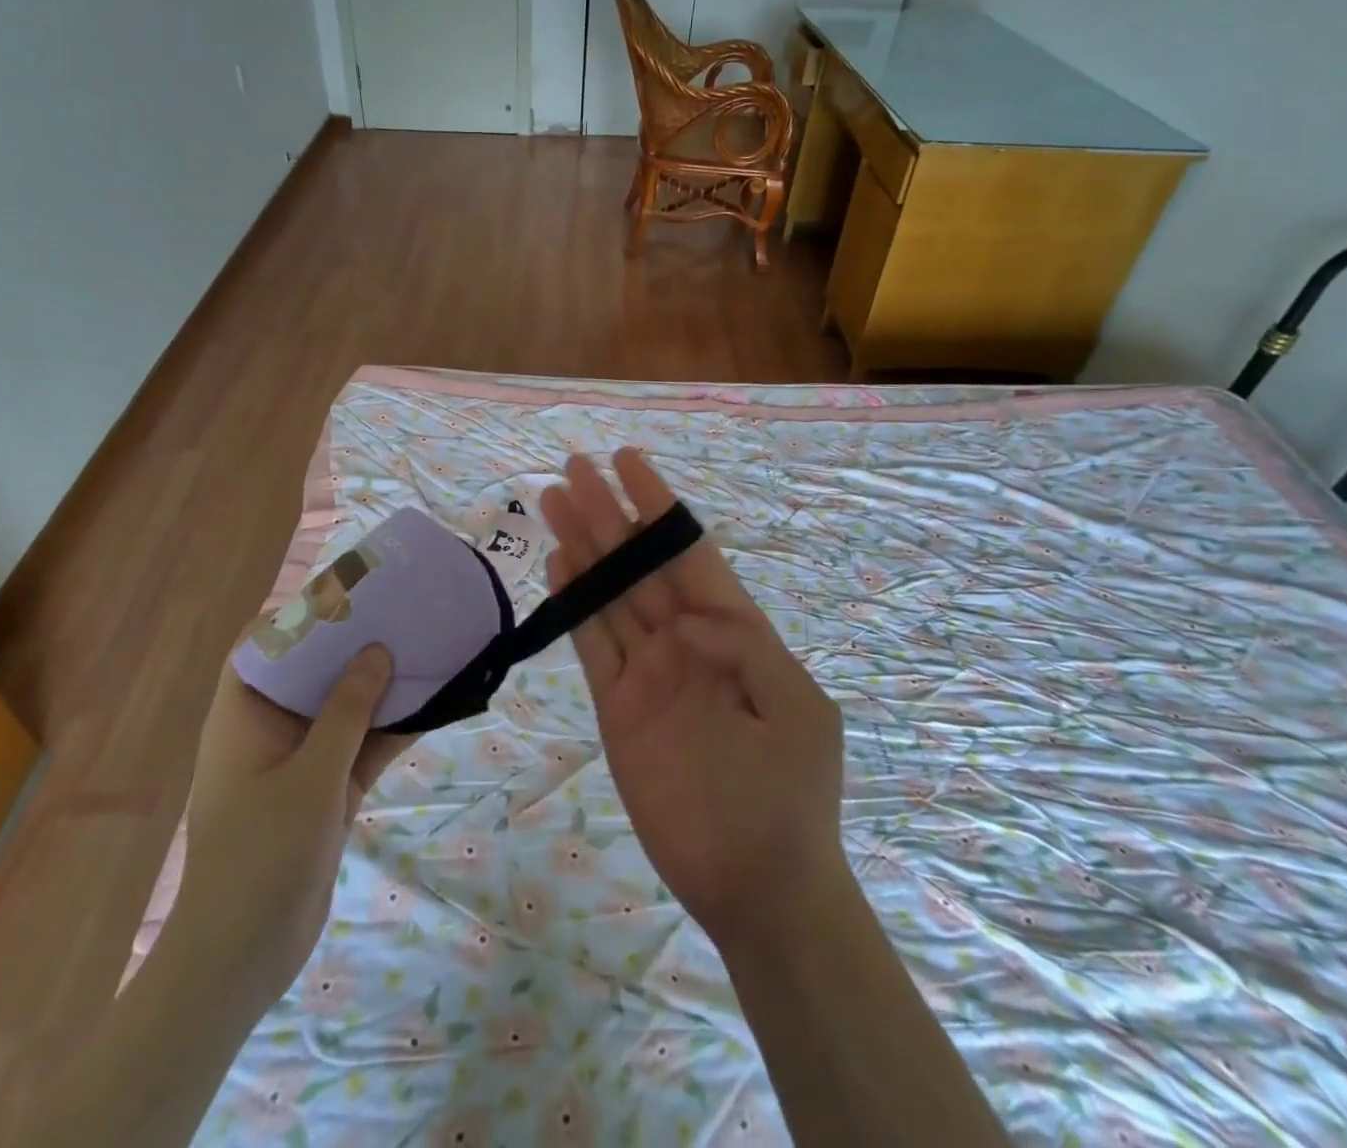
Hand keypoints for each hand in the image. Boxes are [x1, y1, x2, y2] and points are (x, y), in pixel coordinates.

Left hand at [176, 647, 413, 1003]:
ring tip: (425, 649)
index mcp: (243, 716)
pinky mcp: (326, 791)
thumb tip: (377, 650)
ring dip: (379, 686)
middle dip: (352, 645)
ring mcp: (300, 761)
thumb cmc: (261, 857)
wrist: (243, 961)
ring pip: (343, 708)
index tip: (346, 596)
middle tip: (399, 614)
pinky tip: (433, 706)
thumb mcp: (310, 777)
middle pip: (311, 671)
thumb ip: (346, 711)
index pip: (261, 645)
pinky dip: (391, 729)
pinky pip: (362, 746)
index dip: (297, 615)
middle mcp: (270, 730)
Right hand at [540, 450, 849, 950]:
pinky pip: (592, 646)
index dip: (657, 505)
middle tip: (572, 469)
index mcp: (733, 631)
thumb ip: (744, 647)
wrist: (758, 883)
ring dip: (583, 548)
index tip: (627, 461)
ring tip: (552, 501)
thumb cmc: (788, 792)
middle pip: (640, 564)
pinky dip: (574, 606)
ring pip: (610, 595)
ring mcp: (648, 672)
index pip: (688, 552)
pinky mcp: (617, 707)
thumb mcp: (794, 707)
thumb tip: (690, 612)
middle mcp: (685, 640)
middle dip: (608, 514)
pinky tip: (558, 566)